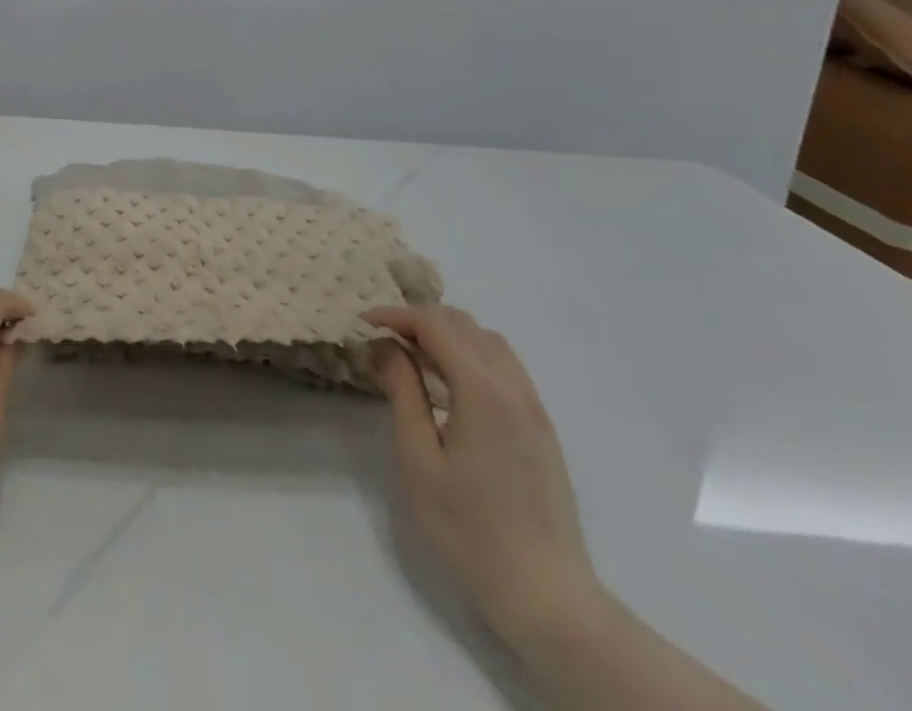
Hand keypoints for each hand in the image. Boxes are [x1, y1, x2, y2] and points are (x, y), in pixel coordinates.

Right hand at [364, 304, 603, 648]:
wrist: (547, 596)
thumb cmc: (469, 528)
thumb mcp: (418, 459)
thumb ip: (403, 392)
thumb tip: (385, 346)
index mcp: (484, 392)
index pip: (435, 324)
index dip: (396, 315)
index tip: (363, 325)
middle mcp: (514, 389)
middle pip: (464, 324)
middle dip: (419, 320)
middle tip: (384, 340)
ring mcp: (534, 408)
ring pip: (488, 341)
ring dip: (447, 335)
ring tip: (413, 358)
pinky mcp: (541, 429)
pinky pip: (504, 367)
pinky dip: (471, 356)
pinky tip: (448, 387)